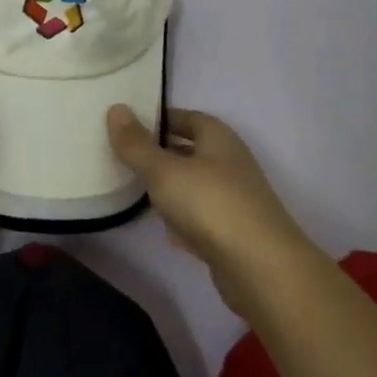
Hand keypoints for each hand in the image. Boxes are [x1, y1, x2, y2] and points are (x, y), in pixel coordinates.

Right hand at [107, 105, 319, 314]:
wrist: (260, 268)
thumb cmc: (209, 204)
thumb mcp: (163, 170)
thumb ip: (136, 143)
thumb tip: (115, 108)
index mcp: (218, 139)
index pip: (188, 117)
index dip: (160, 118)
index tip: (128, 124)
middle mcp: (230, 164)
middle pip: (192, 151)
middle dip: (162, 153)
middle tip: (125, 155)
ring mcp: (235, 200)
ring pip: (195, 185)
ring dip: (171, 187)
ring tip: (137, 189)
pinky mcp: (234, 234)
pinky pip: (202, 218)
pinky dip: (183, 220)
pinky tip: (165, 229)